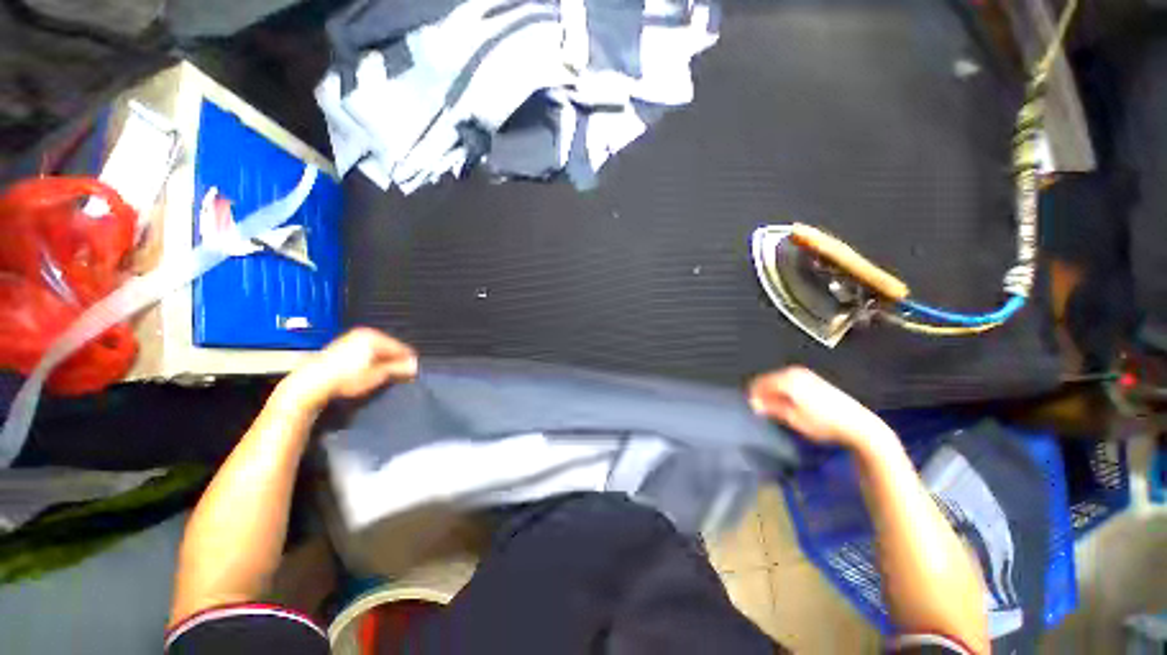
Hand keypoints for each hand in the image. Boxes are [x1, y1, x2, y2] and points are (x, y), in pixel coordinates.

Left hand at [277, 328, 417, 411]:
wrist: (312, 383)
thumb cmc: (345, 377)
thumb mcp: (377, 375)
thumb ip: (398, 368)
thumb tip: (414, 366)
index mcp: (374, 336)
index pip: (401, 347)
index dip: (408, 361)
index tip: (413, 372)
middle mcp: (363, 333)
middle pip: (389, 347)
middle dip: (395, 360)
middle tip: (399, 375)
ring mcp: (351, 339)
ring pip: (377, 350)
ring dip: (383, 361)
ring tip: (383, 375)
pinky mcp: (342, 347)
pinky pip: (365, 352)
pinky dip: (370, 360)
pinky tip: (368, 372)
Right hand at [747, 366, 890, 449]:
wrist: (857, 424)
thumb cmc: (823, 423)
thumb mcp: (792, 418)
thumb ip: (770, 408)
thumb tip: (753, 404)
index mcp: (787, 379)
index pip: (759, 384)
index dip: (753, 397)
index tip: (752, 410)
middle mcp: (794, 372)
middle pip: (768, 380)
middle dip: (763, 394)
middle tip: (763, 411)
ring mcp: (805, 374)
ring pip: (778, 381)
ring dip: (773, 393)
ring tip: (775, 410)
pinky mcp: (814, 379)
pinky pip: (789, 382)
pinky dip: (784, 391)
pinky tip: (789, 404)